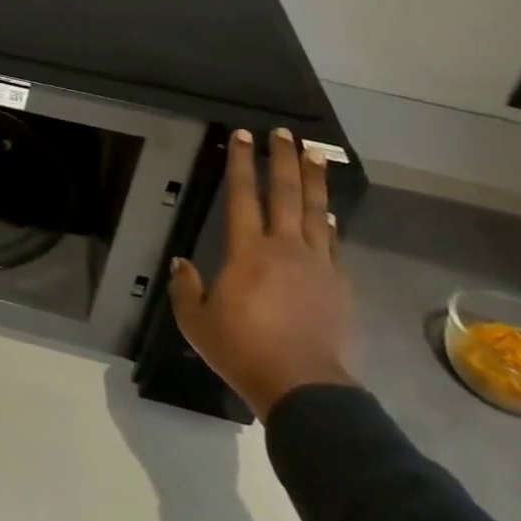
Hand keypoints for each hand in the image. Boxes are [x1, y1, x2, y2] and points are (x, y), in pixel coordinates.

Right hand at [167, 128, 357, 419]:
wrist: (304, 387)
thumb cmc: (243, 350)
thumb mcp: (196, 322)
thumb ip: (186, 288)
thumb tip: (181, 263)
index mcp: (248, 251)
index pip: (243, 195)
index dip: (242, 163)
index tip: (243, 135)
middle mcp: (285, 247)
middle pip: (286, 193)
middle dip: (283, 159)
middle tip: (283, 133)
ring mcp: (317, 264)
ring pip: (316, 211)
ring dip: (314, 180)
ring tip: (315, 154)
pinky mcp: (338, 284)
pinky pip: (332, 243)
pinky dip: (329, 223)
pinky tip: (329, 215)